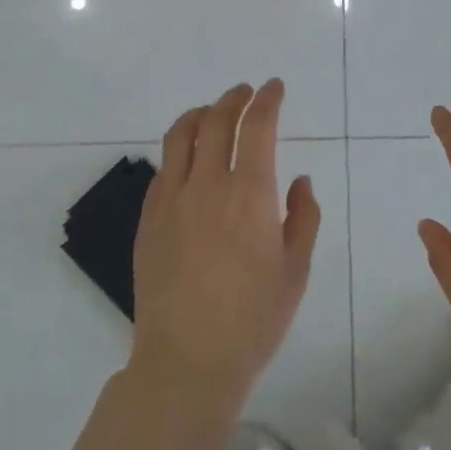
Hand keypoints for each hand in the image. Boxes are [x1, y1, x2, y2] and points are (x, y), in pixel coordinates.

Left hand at [129, 80, 321, 412]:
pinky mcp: (148, 219)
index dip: (267, 100)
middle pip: (216, 121)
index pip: (257, 127)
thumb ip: (303, 216)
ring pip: (180, 136)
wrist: (187, 361)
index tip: (274, 88)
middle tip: (246, 93)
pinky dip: (179, 150)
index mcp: (250, 194)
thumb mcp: (296, 270)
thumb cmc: (253, 320)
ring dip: (200, 114)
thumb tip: (298, 181)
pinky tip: (189, 160)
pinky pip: (163, 169)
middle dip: (234, 99)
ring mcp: (171, 200)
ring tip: (212, 112)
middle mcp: (207, 185)